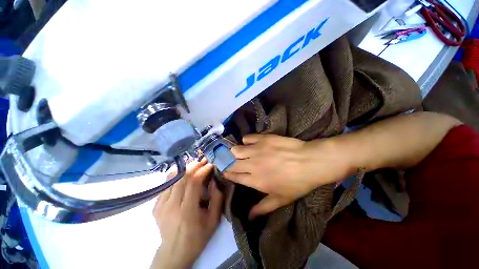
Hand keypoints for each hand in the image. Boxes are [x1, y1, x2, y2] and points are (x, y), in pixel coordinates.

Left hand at [151, 159, 222, 268]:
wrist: (174, 252)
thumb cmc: (197, 237)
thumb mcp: (213, 220)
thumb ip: (217, 199)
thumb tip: (214, 180)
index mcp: (187, 211)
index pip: (193, 182)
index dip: (202, 170)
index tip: (210, 165)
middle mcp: (171, 206)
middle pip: (181, 177)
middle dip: (193, 166)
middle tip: (203, 161)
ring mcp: (160, 205)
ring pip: (171, 178)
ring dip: (184, 168)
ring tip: (194, 165)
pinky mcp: (155, 206)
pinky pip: (165, 184)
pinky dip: (175, 175)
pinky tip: (183, 174)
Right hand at [223, 134, 352, 218]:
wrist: (310, 162)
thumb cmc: (297, 183)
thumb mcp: (281, 199)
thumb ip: (263, 208)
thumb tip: (249, 217)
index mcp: (255, 180)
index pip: (234, 176)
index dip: (227, 174)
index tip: (224, 171)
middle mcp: (252, 164)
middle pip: (231, 163)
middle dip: (226, 163)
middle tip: (227, 161)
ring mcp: (257, 150)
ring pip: (236, 150)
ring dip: (235, 152)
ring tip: (239, 152)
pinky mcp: (263, 139)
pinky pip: (247, 138)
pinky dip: (246, 140)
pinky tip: (251, 143)